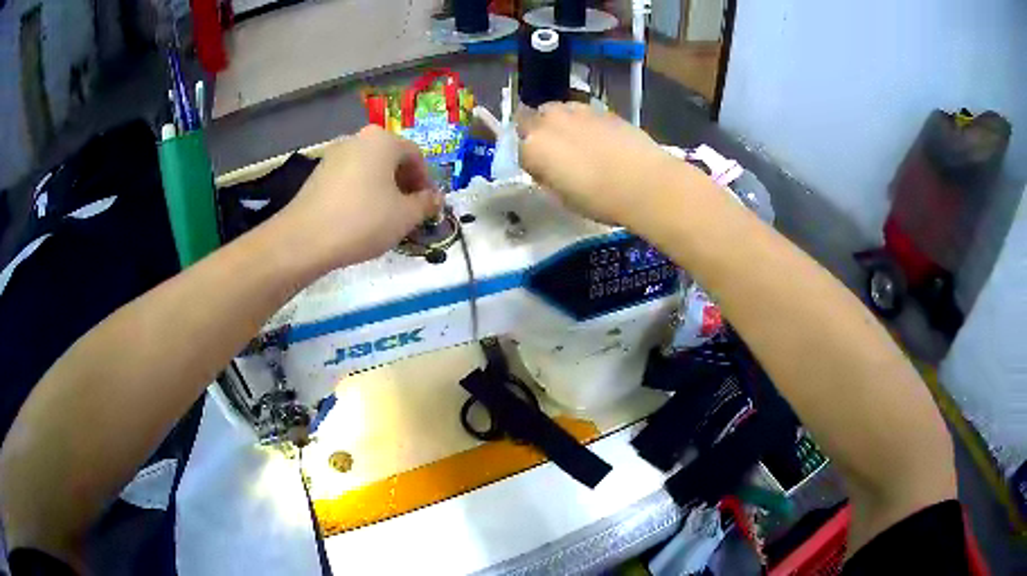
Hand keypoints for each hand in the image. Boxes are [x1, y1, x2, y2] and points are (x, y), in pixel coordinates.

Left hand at [273, 126, 442, 270]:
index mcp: (383, 140)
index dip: (426, 182)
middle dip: (404, 184)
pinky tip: (359, 218)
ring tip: (384, 217)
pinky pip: (349, 178)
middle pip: (390, 159)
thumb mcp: (405, 216)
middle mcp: (358, 139)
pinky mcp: (318, 173)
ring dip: (382, 189)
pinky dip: (361, 192)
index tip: (427, 206)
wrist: (305, 238)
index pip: (416, 155)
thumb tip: (435, 199)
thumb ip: (425, 204)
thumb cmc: (363, 221)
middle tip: (408, 212)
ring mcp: (334, 154)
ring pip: (369, 169)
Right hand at [518, 103, 684, 225]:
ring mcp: (576, 110)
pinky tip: (601, 140)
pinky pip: (582, 112)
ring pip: (557, 110)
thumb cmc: (599, 199)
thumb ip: (548, 176)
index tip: (544, 173)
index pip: (519, 149)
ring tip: (579, 143)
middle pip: (532, 119)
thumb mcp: (562, 197)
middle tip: (557, 153)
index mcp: (533, 146)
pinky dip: (584, 122)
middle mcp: (549, 121)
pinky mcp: (602, 108)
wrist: (645, 183)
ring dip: (560, 123)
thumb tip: (547, 168)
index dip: (531, 161)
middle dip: (539, 132)